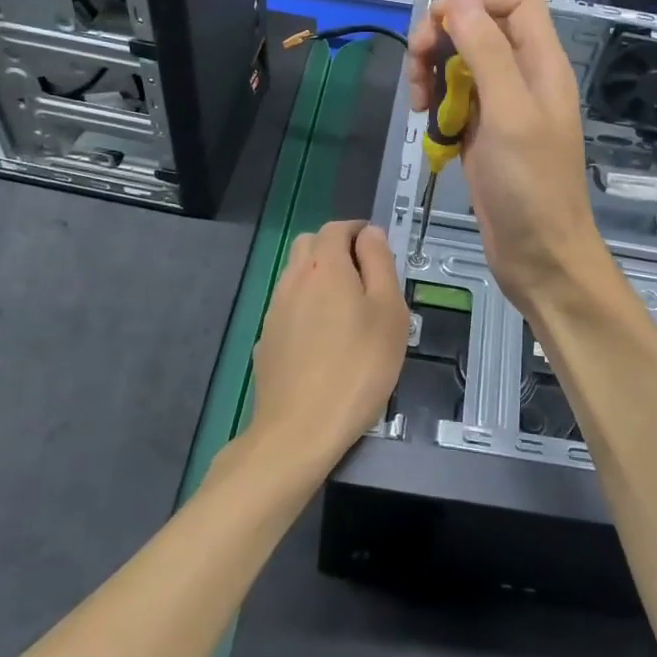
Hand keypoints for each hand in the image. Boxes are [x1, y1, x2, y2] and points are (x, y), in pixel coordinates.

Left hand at [249, 221, 408, 475]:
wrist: (300, 428)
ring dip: (319, 277)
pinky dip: (306, 306)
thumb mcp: (389, 312)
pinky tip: (323, 339)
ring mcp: (275, 310)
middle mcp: (293, 279)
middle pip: (310, 245)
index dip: (359, 232)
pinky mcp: (267, 339)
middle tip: (365, 276)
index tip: (378, 249)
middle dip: (336, 249)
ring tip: (347, 309)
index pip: (337, 229)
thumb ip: (380, 264)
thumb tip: (370, 233)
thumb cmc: (359, 367)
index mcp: (325, 266)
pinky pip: (288, 307)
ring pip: (296, 275)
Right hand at [407, 0, 610, 315]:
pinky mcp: (484, 135)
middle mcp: (524, 77)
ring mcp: (503, 107)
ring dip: (434, 72)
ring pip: (462, 63)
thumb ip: (487, 52)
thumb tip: (457, 0)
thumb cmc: (529, 187)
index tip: (438, 26)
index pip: (516, 0)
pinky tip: (428, 126)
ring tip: (419, 104)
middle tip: (417, 69)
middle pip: (481, 26)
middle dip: (443, 37)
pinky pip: (456, 101)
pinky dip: (437, 105)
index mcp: (542, 63)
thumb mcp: (509, 113)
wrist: (539, 255)